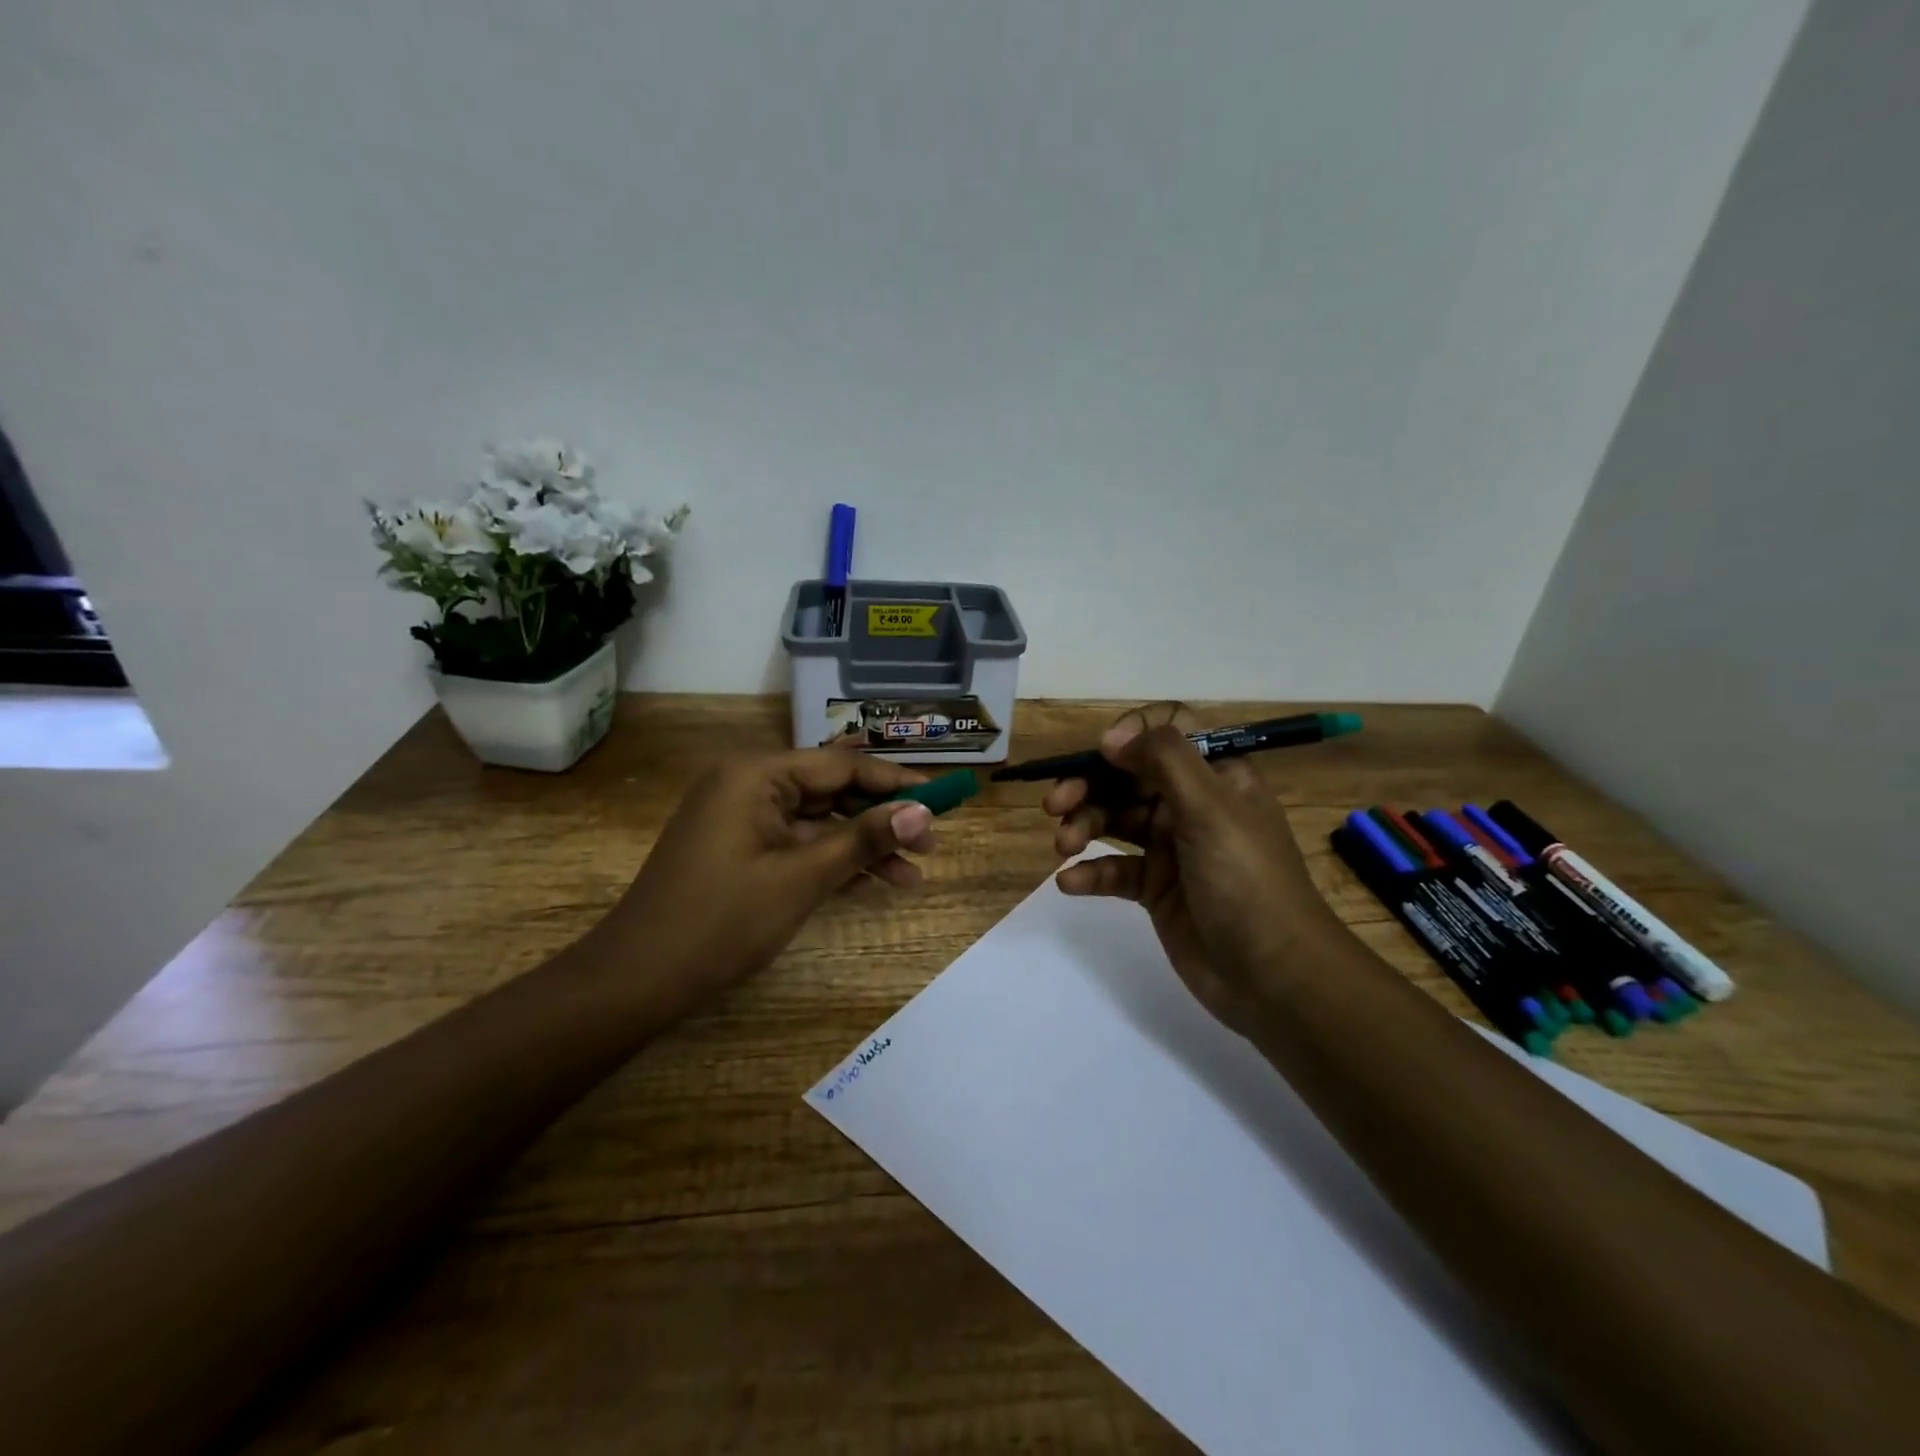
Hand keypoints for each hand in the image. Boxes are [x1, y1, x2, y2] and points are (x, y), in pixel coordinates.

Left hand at [596, 744, 939, 1015]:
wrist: (638, 979)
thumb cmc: (722, 920)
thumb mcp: (803, 878)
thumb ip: (864, 840)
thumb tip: (924, 812)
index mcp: (757, 774)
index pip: (842, 766)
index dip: (895, 783)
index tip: (942, 799)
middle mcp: (748, 783)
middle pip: (831, 791)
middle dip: (881, 820)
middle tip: (930, 847)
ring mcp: (741, 816)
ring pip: (817, 821)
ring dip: (861, 847)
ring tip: (911, 878)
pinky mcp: (739, 847)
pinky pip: (796, 842)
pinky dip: (830, 861)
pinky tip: (870, 882)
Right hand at [1045, 703, 1341, 1032]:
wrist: (1273, 977)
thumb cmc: (1246, 880)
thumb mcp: (1211, 808)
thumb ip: (1164, 760)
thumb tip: (1113, 737)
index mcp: (1215, 776)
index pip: (1167, 732)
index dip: (1130, 736)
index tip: (1102, 755)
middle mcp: (1191, 804)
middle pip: (1128, 777)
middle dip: (1089, 785)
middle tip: (1055, 805)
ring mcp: (1172, 848)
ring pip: (1115, 821)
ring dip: (1083, 826)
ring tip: (1063, 848)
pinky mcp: (1156, 889)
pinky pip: (1114, 869)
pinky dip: (1090, 873)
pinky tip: (1070, 883)